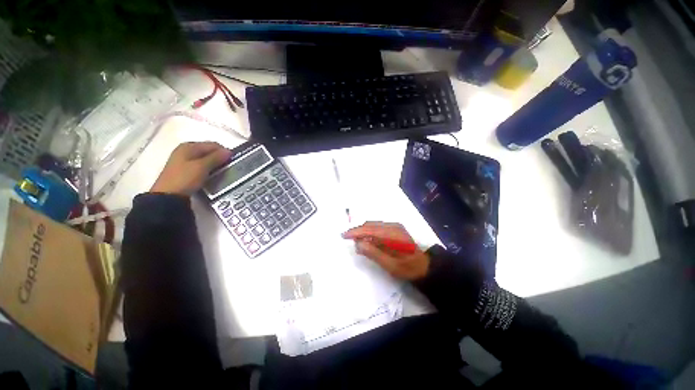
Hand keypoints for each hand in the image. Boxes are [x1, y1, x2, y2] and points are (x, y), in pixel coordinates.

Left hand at [150, 142, 231, 195]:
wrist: (168, 196)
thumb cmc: (185, 178)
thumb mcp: (202, 167)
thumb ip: (216, 158)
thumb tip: (229, 151)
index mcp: (189, 146)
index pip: (213, 145)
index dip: (224, 152)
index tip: (232, 161)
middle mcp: (186, 150)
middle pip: (209, 151)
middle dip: (219, 158)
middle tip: (228, 168)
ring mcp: (184, 160)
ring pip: (205, 159)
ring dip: (214, 165)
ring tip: (221, 173)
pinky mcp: (184, 170)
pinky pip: (201, 166)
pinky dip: (208, 169)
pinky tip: (211, 176)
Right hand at [342, 222, 429, 280]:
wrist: (424, 266)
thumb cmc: (407, 268)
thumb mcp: (390, 265)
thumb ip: (373, 253)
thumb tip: (358, 243)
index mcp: (392, 234)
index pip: (369, 229)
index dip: (355, 232)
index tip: (343, 235)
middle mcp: (393, 226)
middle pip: (370, 225)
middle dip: (358, 231)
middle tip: (347, 238)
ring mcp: (395, 226)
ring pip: (373, 225)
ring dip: (363, 231)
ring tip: (356, 240)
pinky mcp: (395, 228)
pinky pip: (378, 227)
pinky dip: (370, 232)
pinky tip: (367, 240)